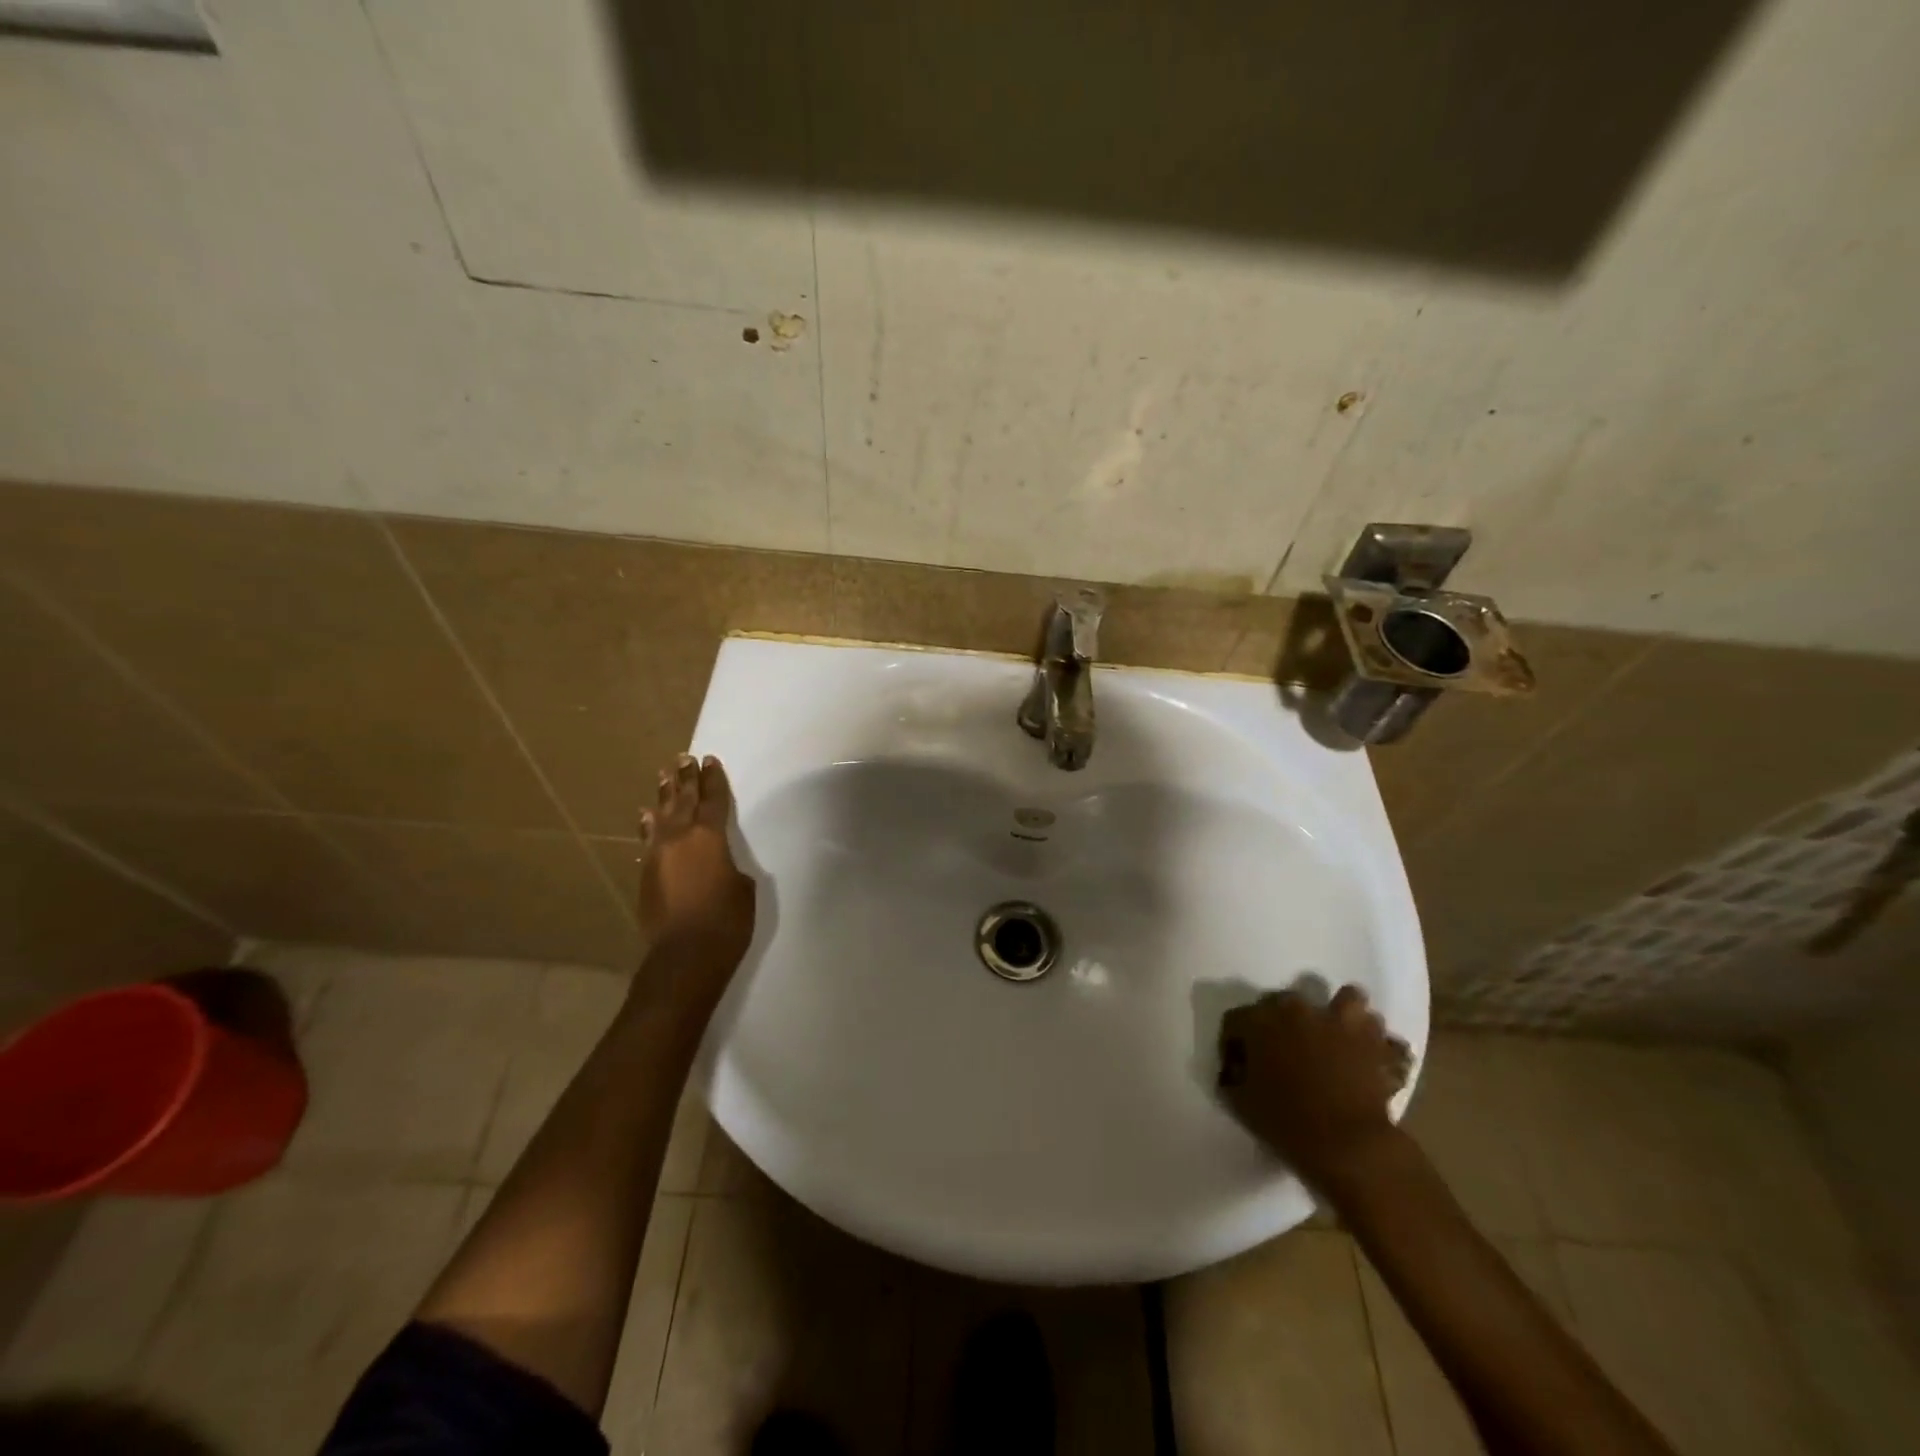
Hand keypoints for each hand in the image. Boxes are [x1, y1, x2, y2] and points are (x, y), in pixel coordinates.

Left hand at [637, 754, 755, 979]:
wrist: (685, 955)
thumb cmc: (727, 920)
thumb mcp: (743, 887)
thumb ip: (729, 865)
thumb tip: (717, 862)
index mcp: (710, 836)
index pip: (713, 799)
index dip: (713, 779)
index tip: (709, 760)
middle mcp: (680, 838)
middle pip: (683, 800)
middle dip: (686, 779)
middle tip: (684, 758)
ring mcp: (657, 855)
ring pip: (661, 816)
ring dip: (664, 795)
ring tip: (665, 775)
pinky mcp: (645, 874)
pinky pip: (647, 840)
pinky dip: (647, 825)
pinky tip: (645, 816)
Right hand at [1218, 985, 1412, 1190]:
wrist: (1348, 1145)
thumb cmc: (1286, 1123)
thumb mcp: (1241, 1104)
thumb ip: (1234, 1079)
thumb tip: (1237, 1072)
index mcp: (1260, 1020)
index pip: (1236, 1020)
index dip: (1234, 1043)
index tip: (1239, 1067)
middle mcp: (1299, 1010)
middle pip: (1285, 1002)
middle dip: (1283, 1022)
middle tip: (1285, 1051)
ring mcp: (1342, 1022)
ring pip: (1348, 999)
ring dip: (1341, 1016)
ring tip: (1338, 1038)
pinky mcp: (1377, 1044)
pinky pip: (1383, 1036)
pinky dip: (1379, 1045)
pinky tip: (1372, 1059)